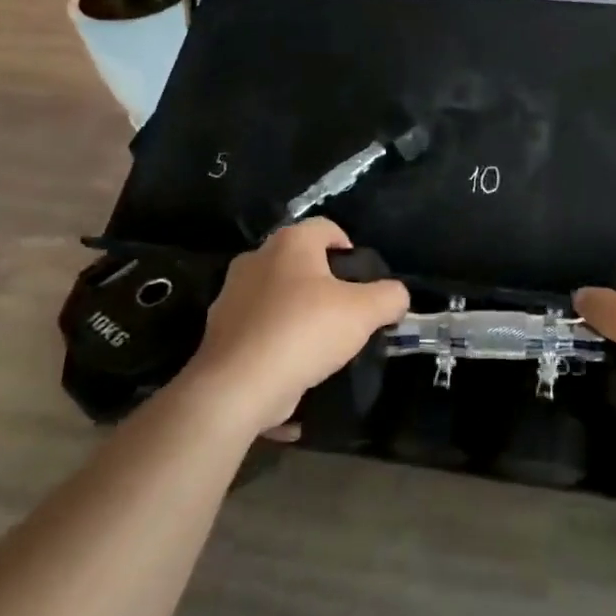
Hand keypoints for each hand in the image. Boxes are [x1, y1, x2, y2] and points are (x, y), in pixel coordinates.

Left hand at [187, 218, 408, 433]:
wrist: (238, 388)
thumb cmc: (305, 332)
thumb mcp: (365, 312)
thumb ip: (389, 297)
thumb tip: (396, 297)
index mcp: (289, 244)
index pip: (326, 227)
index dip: (348, 247)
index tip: (362, 278)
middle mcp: (255, 260)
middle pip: (299, 261)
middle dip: (322, 281)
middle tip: (345, 310)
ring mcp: (230, 296)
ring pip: (276, 295)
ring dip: (296, 312)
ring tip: (319, 343)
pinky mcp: (218, 333)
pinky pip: (258, 330)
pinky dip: (276, 343)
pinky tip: (294, 368)